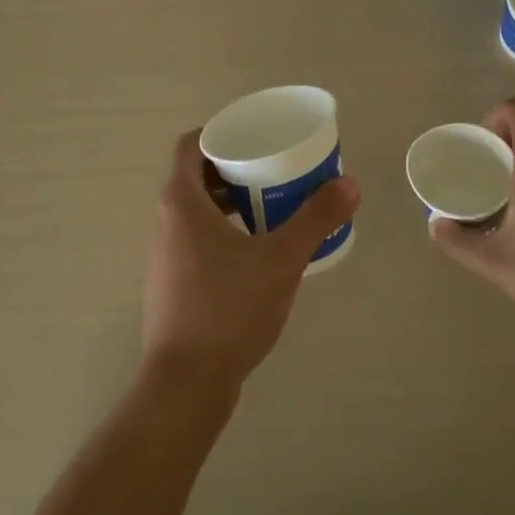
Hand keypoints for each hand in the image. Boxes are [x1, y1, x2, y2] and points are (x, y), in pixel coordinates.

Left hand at [142, 130, 360, 394]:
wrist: (187, 382)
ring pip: (196, 209)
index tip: (256, 136)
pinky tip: (256, 252)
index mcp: (182, 202)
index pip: (191, 144)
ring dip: (230, 200)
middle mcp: (165, 221)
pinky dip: (223, 230)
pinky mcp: (171, 281)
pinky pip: (196, 237)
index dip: (221, 132)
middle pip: (196, 175)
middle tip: (275, 169)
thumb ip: (316, 219)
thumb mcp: (281, 260)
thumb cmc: (229, 309)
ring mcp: (164, 254)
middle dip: (235, 167)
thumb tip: (350, 184)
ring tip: (272, 206)